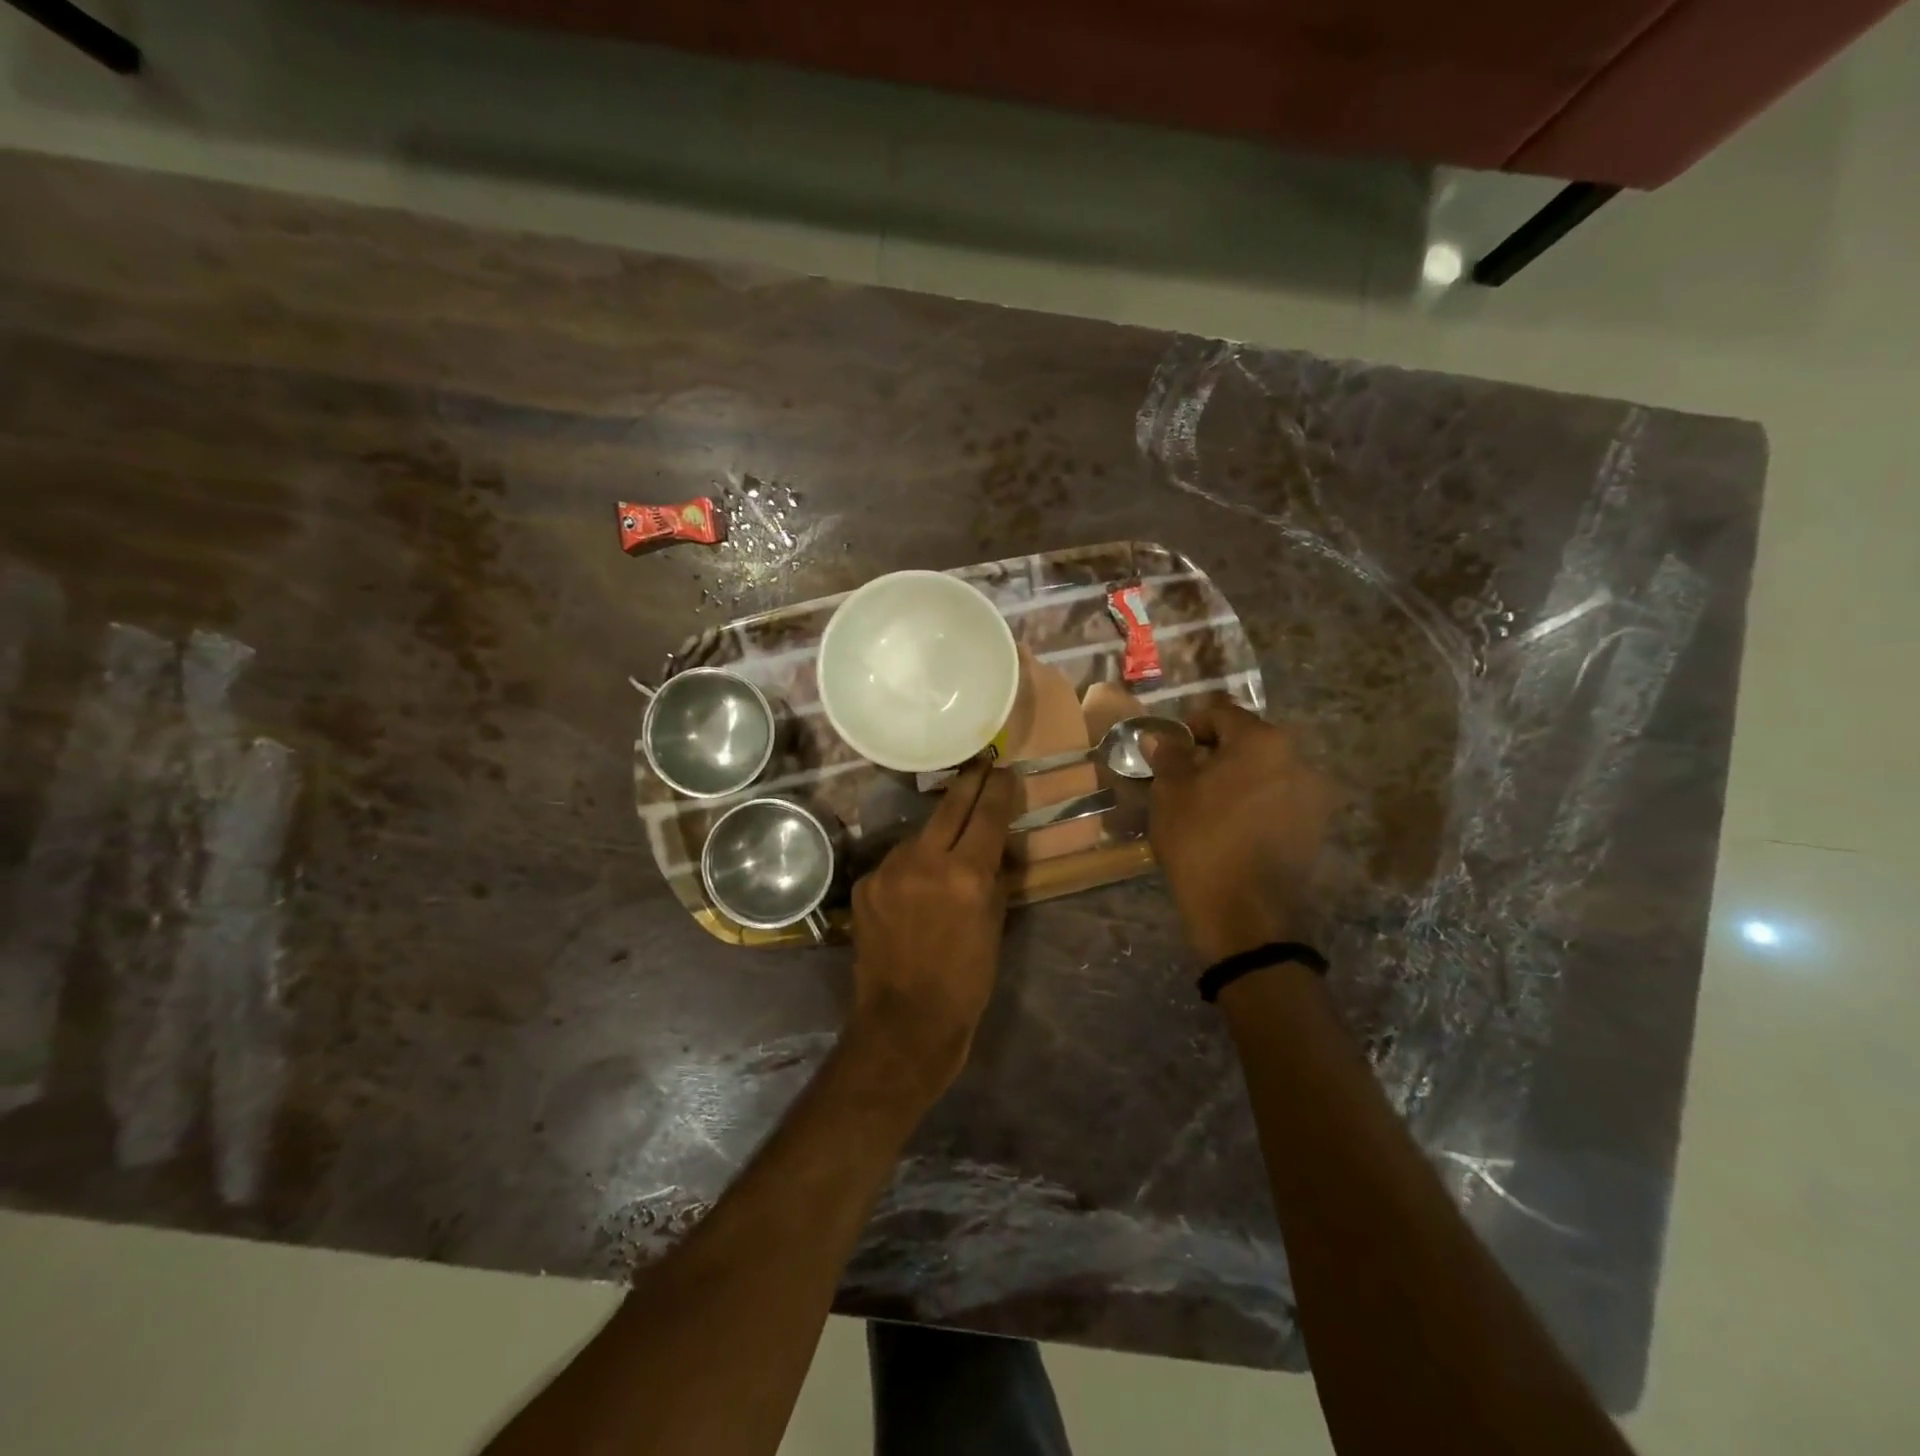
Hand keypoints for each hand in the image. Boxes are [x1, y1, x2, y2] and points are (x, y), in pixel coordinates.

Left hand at [848, 763, 1015, 1095]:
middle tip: (981, 763)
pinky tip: (915, 889)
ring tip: (947, 846)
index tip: (1004, 770)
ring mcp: (888, 870)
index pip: (987, 815)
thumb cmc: (966, 982)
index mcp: (966, 874)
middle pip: (949, 806)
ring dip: (936, 834)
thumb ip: (994, 878)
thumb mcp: (994, 926)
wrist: (904, 1022)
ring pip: (919, 835)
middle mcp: (925, 861)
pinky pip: (895, 863)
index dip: (998, 789)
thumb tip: (994, 846)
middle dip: (968, 782)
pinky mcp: (864, 884)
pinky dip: (909, 868)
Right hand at [1145, 698, 1338, 965]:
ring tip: (1207, 806)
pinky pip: (1278, 800)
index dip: (1190, 726)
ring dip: (1237, 779)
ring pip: (1264, 772)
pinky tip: (1232, 828)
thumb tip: (1160, 737)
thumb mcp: (1171, 794)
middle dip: (1215, 754)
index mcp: (1263, 741)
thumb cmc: (1201, 842)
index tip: (1169, 751)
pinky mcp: (1316, 828)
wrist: (1244, 915)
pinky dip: (1254, 803)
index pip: (1221, 713)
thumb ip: (1168, 756)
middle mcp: (1298, 759)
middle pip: (1248, 741)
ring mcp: (1313, 795)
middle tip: (1184, 779)